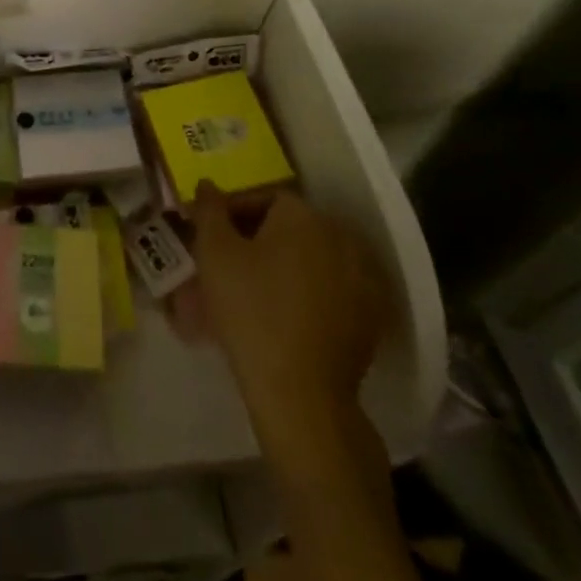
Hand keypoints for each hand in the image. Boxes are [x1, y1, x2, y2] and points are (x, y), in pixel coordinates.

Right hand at [192, 182, 386, 430]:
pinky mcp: (373, 316)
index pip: (264, 198)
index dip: (234, 213)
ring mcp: (364, 277)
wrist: (301, 395)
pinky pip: (334, 287)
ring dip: (287, 263)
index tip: (213, 236)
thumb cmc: (251, 311)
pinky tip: (288, 313)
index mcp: (304, 215)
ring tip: (258, 289)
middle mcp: (341, 235)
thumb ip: (208, 209)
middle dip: (261, 237)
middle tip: (232, 262)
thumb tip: (207, 184)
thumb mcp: (214, 253)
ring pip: (314, 256)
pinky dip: (312, 291)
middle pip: (292, 225)